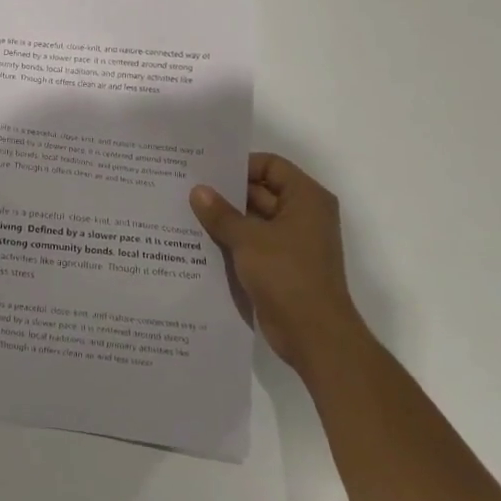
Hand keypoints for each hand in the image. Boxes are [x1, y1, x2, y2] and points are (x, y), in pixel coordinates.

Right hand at [190, 153, 352, 366]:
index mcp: (306, 198)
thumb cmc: (288, 275)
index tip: (207, 170)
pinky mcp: (281, 265)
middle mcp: (303, 215)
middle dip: (226, 192)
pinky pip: (252, 243)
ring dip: (226, 218)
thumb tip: (198, 190)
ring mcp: (292, 242)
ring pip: (253, 219)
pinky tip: (199, 239)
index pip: (271, 165)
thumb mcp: (248, 239)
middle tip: (187, 188)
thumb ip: (221, 213)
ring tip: (186, 212)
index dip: (240, 165)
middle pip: (261, 191)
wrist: (314, 335)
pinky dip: (231, 240)